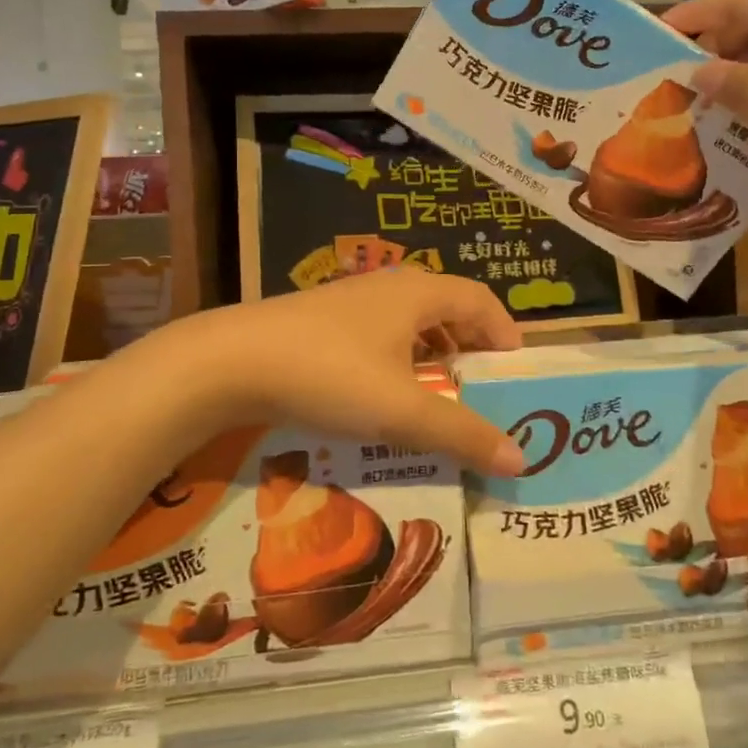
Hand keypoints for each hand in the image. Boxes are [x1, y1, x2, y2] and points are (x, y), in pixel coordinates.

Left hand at [168, 269, 526, 475]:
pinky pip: (380, 333)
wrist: (229, 361)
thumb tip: (518, 459)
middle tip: (483, 386)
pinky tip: (386, 391)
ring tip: (440, 392)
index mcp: (418, 293)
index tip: (516, 371)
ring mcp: (351, 301)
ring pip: (411, 321)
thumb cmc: (328, 374)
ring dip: (434, 352)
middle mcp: (389, 287)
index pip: (480, 300)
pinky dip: (400, 358)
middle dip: (471, 344)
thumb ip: (461, 433)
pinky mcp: (322, 321)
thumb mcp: (401, 410)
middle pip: (448, 306)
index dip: (505, 331)